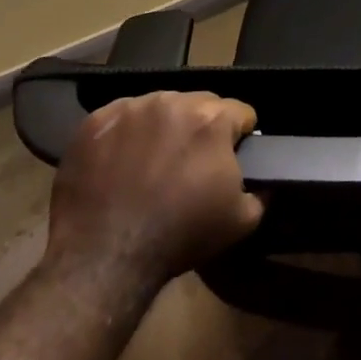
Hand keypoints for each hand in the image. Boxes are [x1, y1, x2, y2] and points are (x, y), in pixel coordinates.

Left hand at [43, 91, 263, 297]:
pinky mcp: (96, 121)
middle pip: (200, 104)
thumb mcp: (242, 220)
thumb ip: (262, 191)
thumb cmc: (180, 236)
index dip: (241, 136)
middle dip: (202, 127)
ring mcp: (131, 108)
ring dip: (165, 127)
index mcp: (213, 119)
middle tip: (192, 163)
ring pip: (161, 106)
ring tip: (154, 161)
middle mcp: (174, 101)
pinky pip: (122, 116)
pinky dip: (127, 133)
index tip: (232, 158)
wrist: (106, 257)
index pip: (241, 112)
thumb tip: (264, 182)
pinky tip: (122, 161)